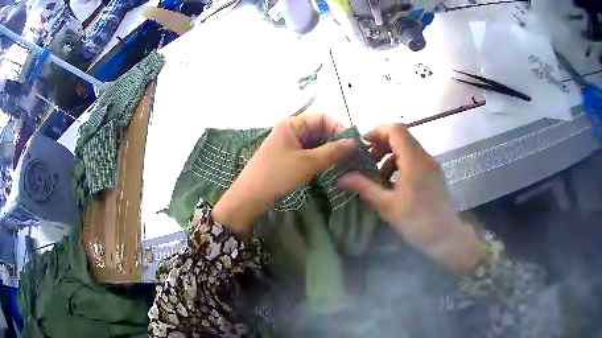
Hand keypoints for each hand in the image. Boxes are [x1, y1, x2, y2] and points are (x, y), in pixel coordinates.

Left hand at [213, 113, 356, 235]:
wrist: (250, 197)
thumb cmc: (277, 176)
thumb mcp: (308, 163)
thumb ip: (333, 151)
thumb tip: (356, 143)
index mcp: (292, 123)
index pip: (322, 118)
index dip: (339, 128)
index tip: (353, 144)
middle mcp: (291, 129)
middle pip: (320, 129)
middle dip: (336, 140)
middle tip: (352, 156)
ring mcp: (289, 144)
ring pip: (316, 142)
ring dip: (330, 150)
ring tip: (345, 162)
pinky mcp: (288, 157)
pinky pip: (309, 152)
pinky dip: (321, 158)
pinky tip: (330, 167)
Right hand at [338, 124, 484, 273]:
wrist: (445, 237)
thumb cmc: (416, 221)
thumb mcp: (387, 205)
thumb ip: (364, 187)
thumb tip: (341, 178)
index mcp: (414, 160)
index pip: (395, 130)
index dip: (376, 132)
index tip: (361, 145)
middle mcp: (425, 157)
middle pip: (401, 137)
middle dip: (381, 144)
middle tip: (366, 160)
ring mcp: (431, 165)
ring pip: (408, 148)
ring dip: (390, 156)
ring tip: (377, 176)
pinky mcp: (434, 174)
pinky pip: (414, 160)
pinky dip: (400, 164)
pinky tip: (392, 183)